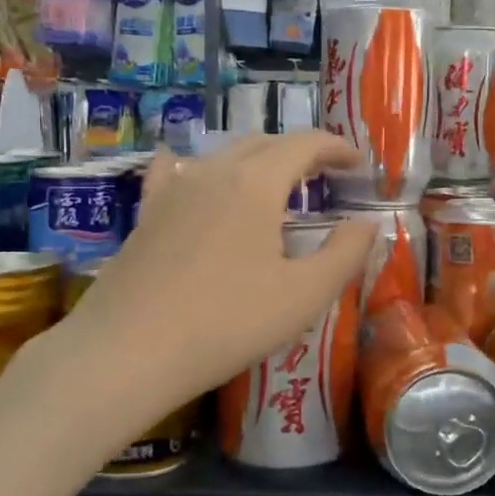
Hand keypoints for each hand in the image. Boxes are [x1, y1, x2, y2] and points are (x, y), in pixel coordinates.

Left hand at [50, 133, 376, 437]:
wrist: (128, 351)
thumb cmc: (226, 323)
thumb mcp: (303, 296)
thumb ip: (345, 253)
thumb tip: (367, 223)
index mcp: (256, 183)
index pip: (304, 144)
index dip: (336, 148)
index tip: (358, 164)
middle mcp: (213, 171)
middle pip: (264, 144)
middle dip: (300, 153)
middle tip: (325, 176)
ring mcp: (172, 189)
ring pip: (223, 156)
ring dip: (257, 162)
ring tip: (274, 186)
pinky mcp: (146, 213)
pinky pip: (175, 173)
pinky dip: (197, 169)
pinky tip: (190, 173)